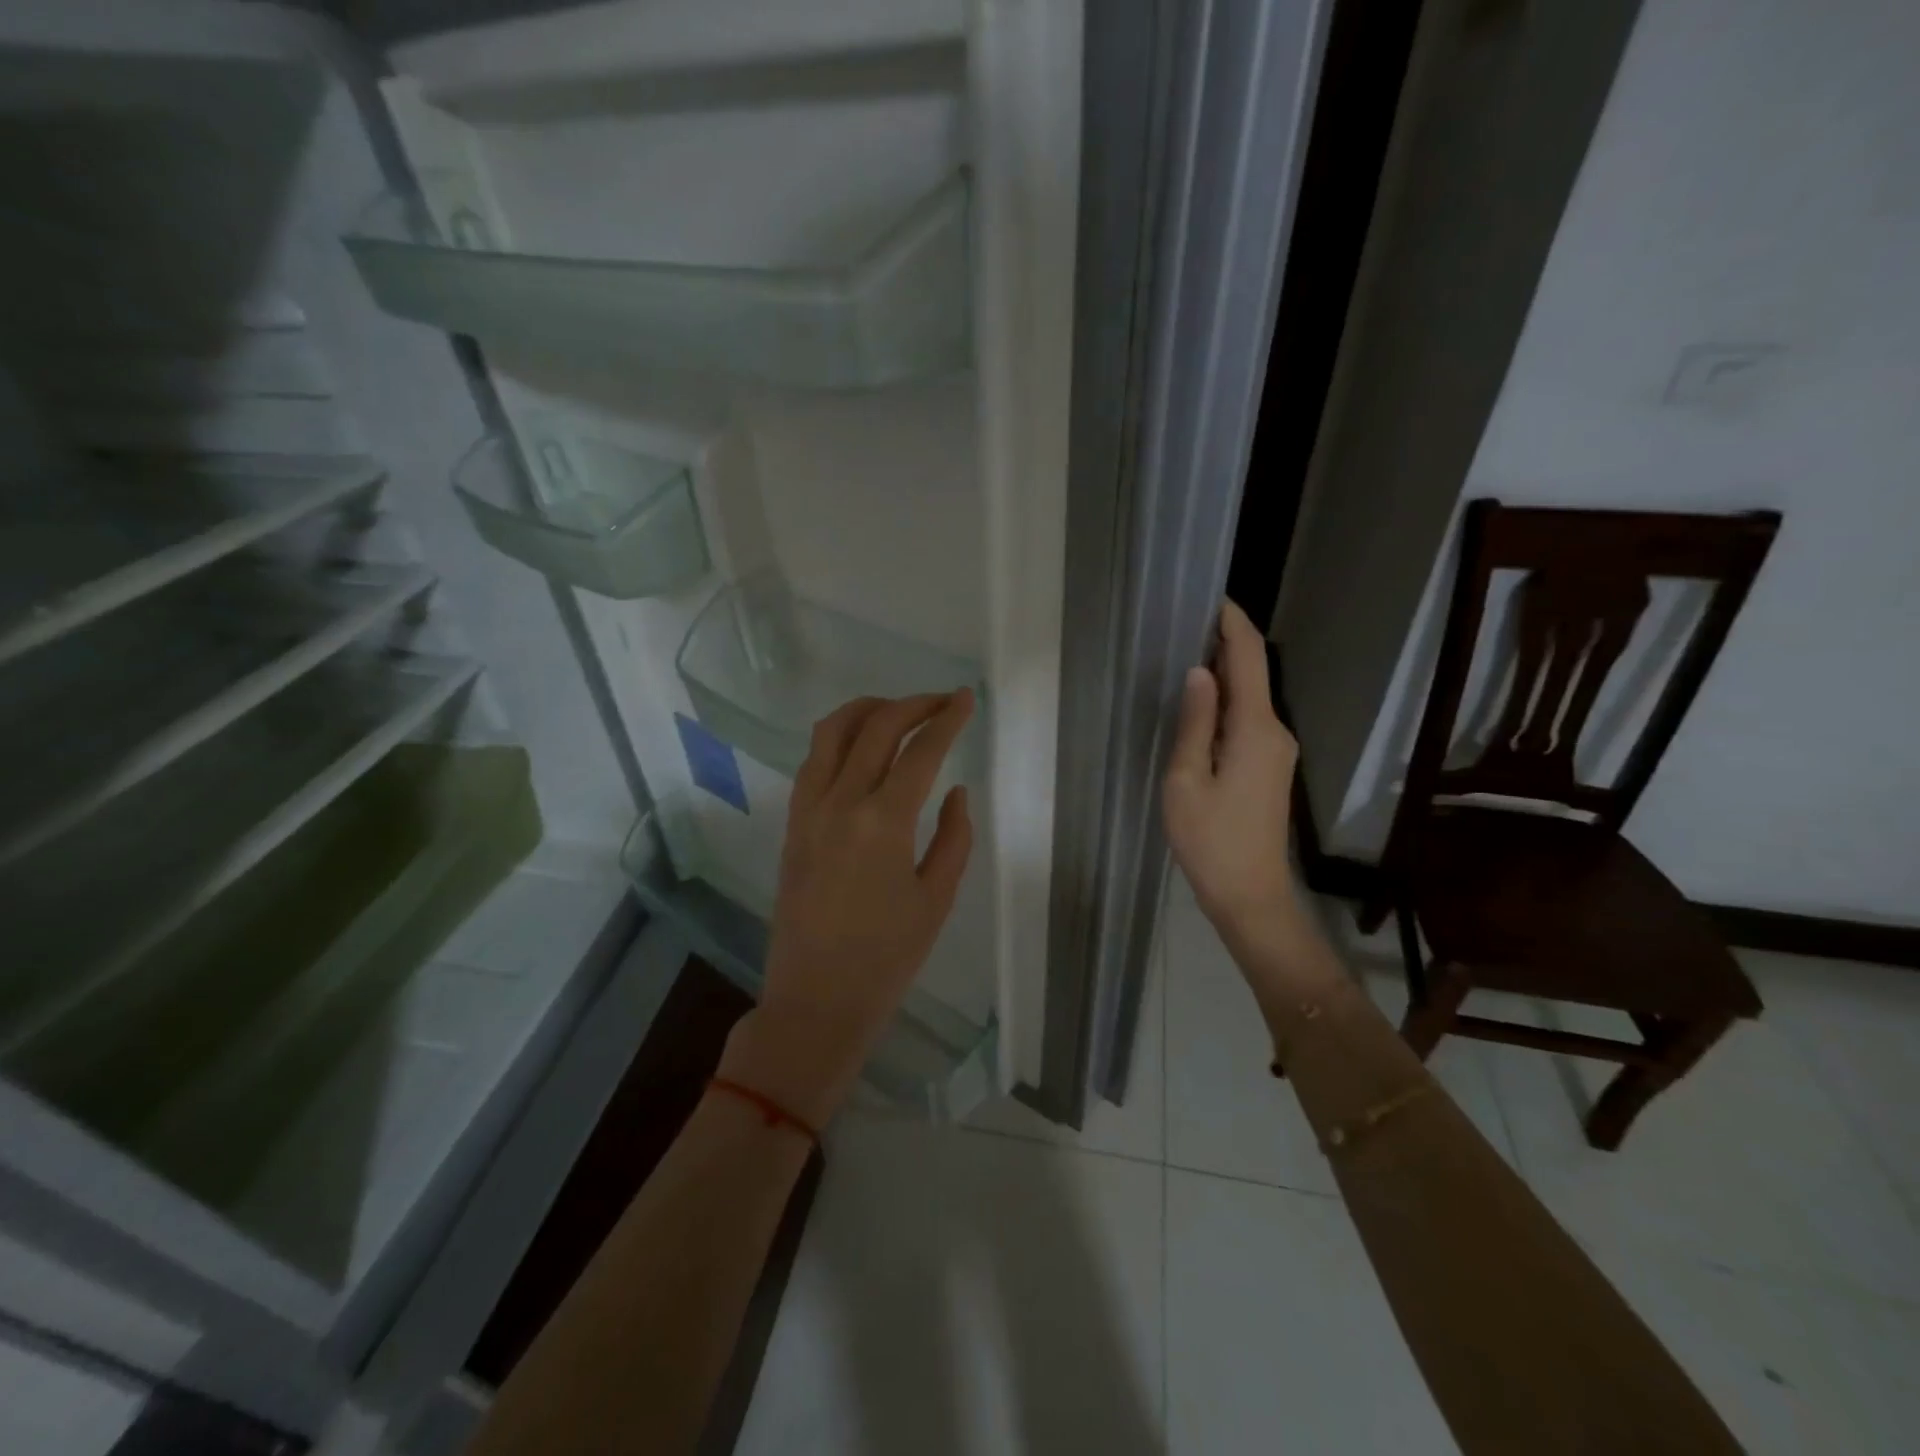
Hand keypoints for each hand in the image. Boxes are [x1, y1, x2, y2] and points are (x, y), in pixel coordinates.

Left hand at [720, 690, 974, 1127]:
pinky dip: (839, 739)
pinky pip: (813, 761)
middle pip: (875, 726)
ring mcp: (808, 810)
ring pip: (831, 732)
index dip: (947, 719)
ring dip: (867, 710)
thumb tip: (957, 790)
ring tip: (897, 712)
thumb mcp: (937, 899)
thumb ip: (954, 837)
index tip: (966, 699)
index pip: (920, 751)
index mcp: (883, 822)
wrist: (815, 1000)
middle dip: (912, 704)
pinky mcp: (791, 824)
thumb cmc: (886, 959)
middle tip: (940, 701)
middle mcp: (840, 803)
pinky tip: (860, 750)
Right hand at [1162, 600, 1307, 956]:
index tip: (1210, 597)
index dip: (1232, 623)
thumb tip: (1198, 671)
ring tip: (1182, 656)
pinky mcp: (1270, 767)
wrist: (1250, 896)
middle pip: (1253, 673)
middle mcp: (1276, 732)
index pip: (1249, 658)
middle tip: (1182, 624)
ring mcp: (1277, 751)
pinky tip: (1199, 704)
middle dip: (1223, 644)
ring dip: (1223, 674)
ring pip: (1251, 698)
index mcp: (1256, 729)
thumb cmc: (1210, 840)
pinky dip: (1226, 702)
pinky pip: (1249, 720)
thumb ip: (1195, 722)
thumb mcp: (1187, 780)